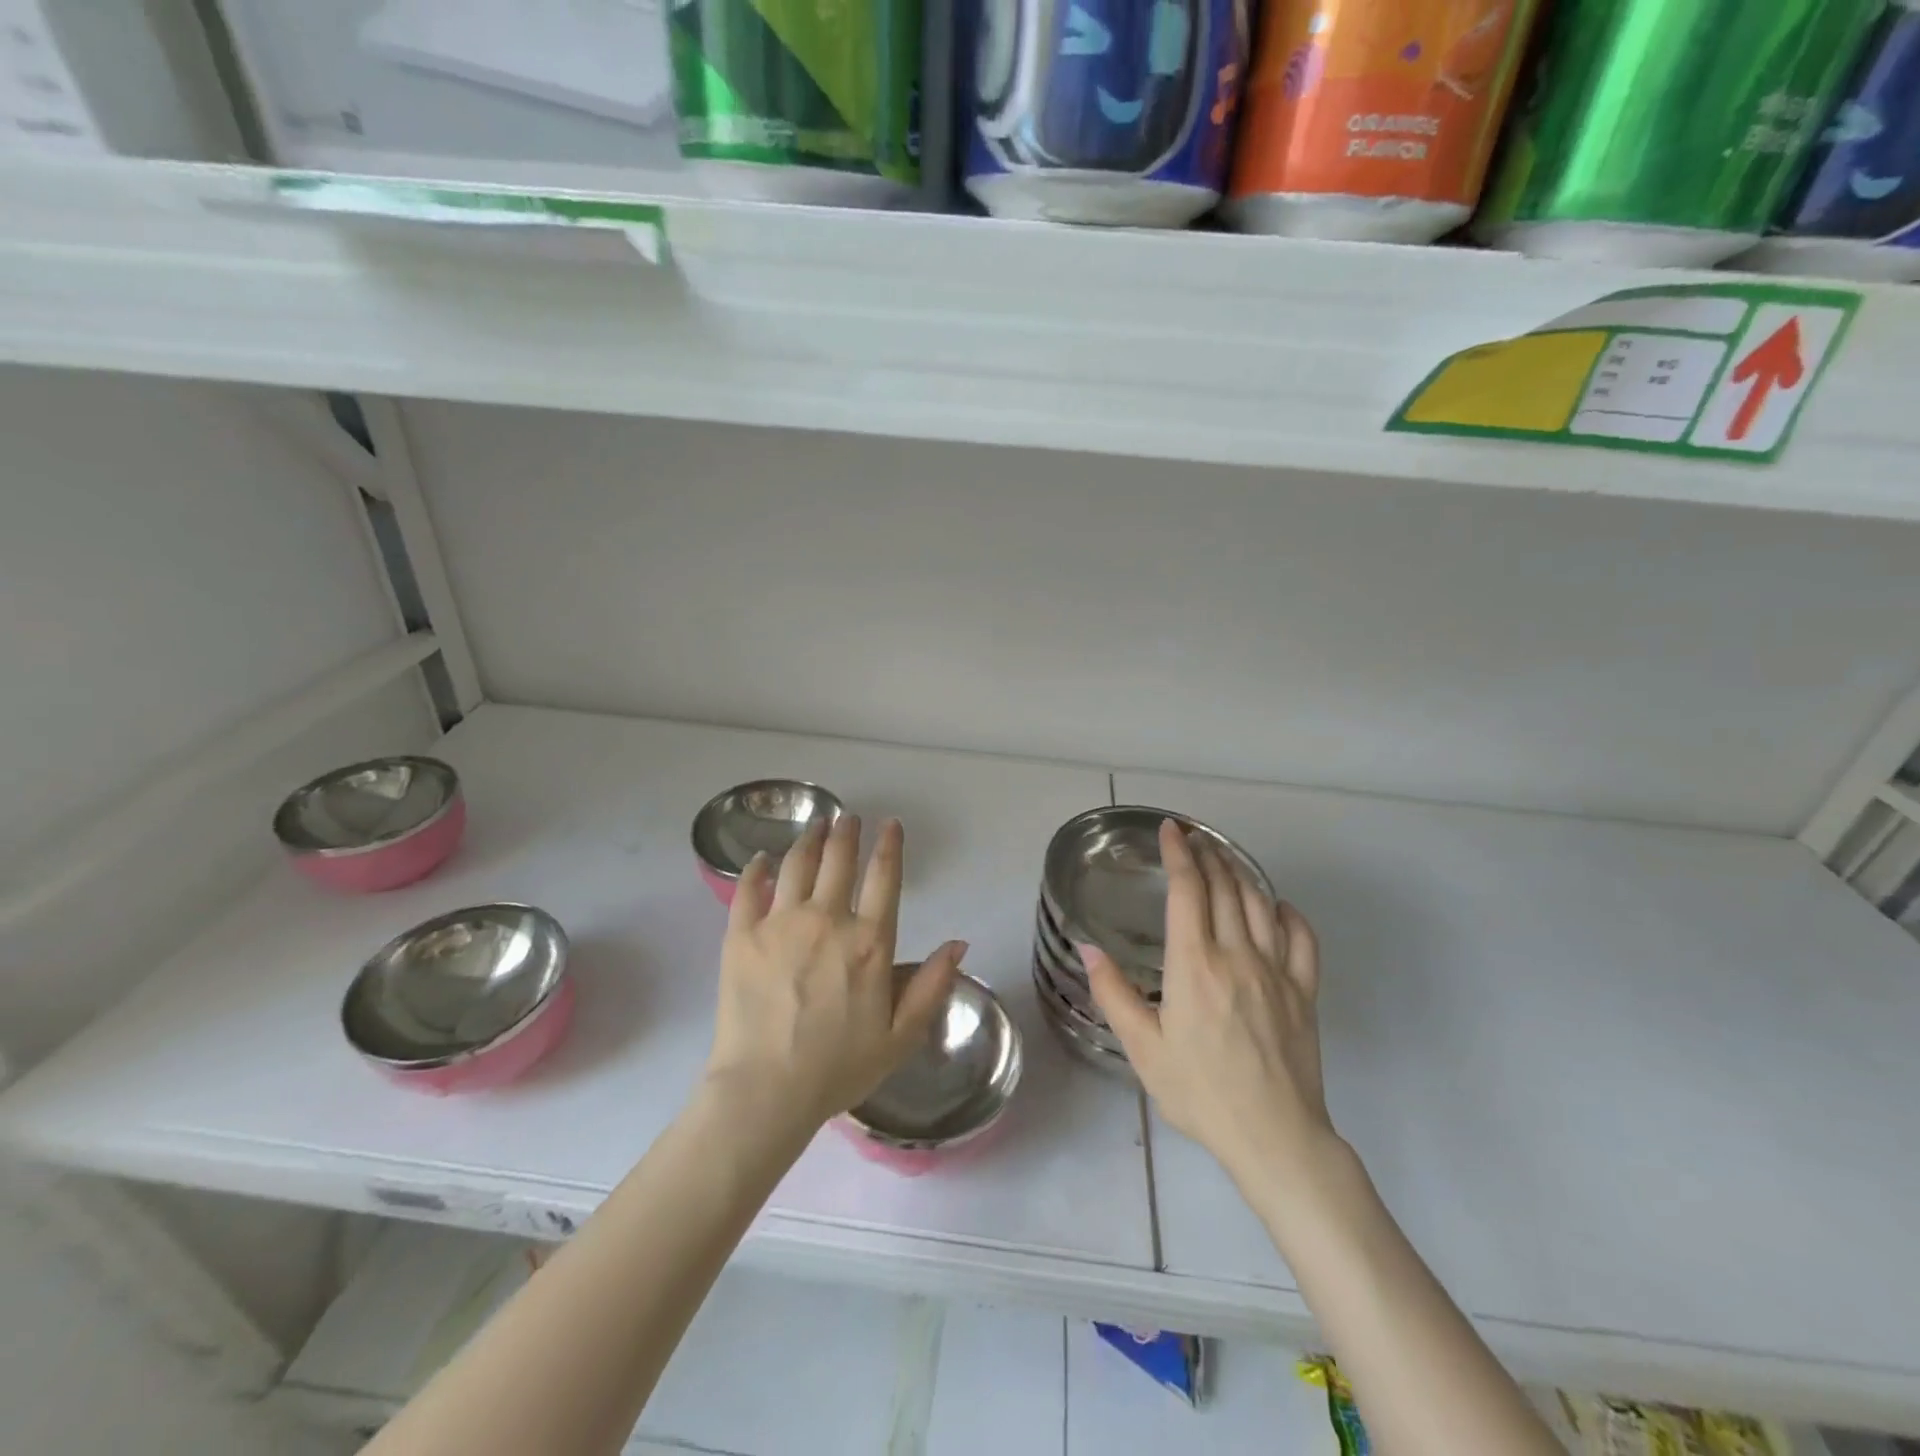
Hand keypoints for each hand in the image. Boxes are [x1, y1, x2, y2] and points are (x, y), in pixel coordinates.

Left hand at [704, 814, 964, 1131]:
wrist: (765, 1092)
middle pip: (838, 860)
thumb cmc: (838, 1068)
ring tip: (815, 825)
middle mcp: (826, 920)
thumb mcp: (901, 1036)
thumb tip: (958, 943)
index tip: (890, 824)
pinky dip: (757, 868)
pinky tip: (762, 858)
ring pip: (796, 864)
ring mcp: (780, 924)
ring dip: (809, 839)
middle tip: (848, 817)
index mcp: (869, 942)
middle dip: (846, 832)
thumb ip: (932, 985)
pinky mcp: (741, 936)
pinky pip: (748, 889)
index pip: (883, 877)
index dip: (889, 845)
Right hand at [1084, 820, 1334, 1187]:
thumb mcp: (1142, 1049)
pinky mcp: (1304, 992)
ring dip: (1240, 873)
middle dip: (1207, 854)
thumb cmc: (1199, 1092)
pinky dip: (1288, 913)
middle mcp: (1236, 955)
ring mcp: (1276, 971)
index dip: (1178, 853)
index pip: (1188, 890)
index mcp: (1194, 964)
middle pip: (1224, 887)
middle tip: (1193, 837)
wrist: (1273, 1135)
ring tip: (1224, 858)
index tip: (1170, 829)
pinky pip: (1302, 939)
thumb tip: (1088, 946)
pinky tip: (1277, 905)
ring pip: (1260, 904)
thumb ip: (1114, 993)